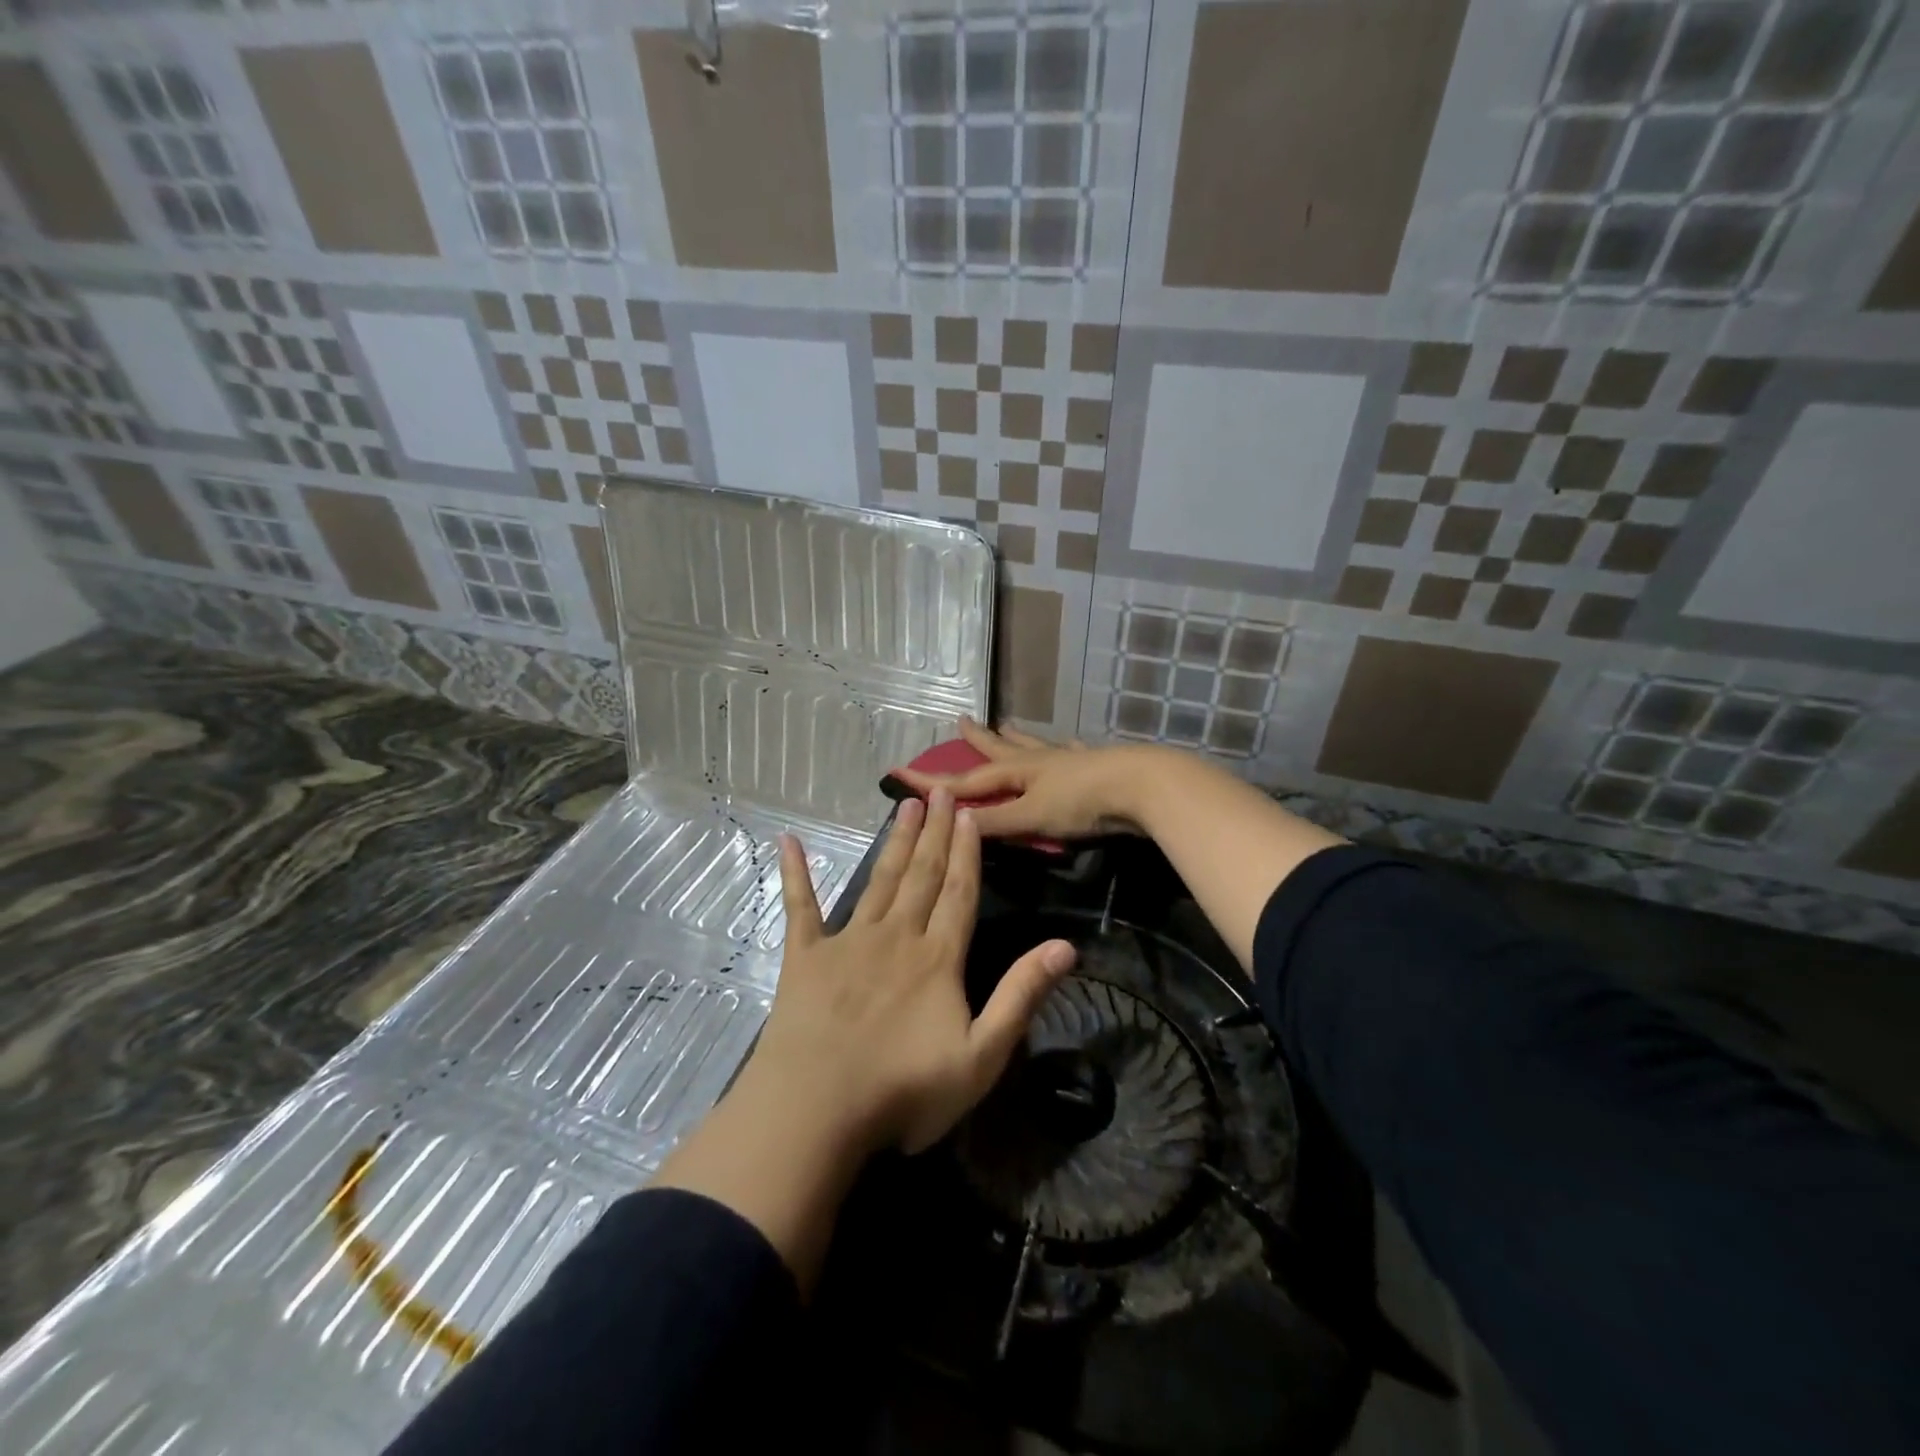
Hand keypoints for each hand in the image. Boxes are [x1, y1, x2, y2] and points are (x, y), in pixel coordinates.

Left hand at [755, 789, 1076, 1154]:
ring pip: (879, 881)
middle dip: (936, 833)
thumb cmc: (904, 1091)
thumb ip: (1021, 996)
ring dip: (896, 842)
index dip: (968, 852)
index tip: (970, 814)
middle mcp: (896, 936)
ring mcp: (848, 942)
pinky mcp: (805, 957)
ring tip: (907, 806)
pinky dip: (795, 873)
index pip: (960, 893)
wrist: (816, 1110)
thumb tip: (1065, 946)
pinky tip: (789, 842)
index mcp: (938, 957)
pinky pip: (801, 907)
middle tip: (941, 791)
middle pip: (922, 875)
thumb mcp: (981, 1056)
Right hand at [890, 717, 1163, 840]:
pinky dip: (1065, 747)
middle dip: (979, 740)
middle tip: (961, 721)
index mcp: (1018, 772)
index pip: (966, 780)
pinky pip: (1073, 752)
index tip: (902, 773)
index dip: (934, 781)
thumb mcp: (1031, 817)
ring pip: (1035, 746)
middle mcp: (1038, 760)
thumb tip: (950, 823)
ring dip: (1017, 738)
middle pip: (1000, 749)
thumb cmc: (1082, 803)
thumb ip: (994, 823)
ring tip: (1007, 724)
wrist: (1141, 786)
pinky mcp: (1095, 764)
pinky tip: (1070, 742)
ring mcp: (1068, 759)